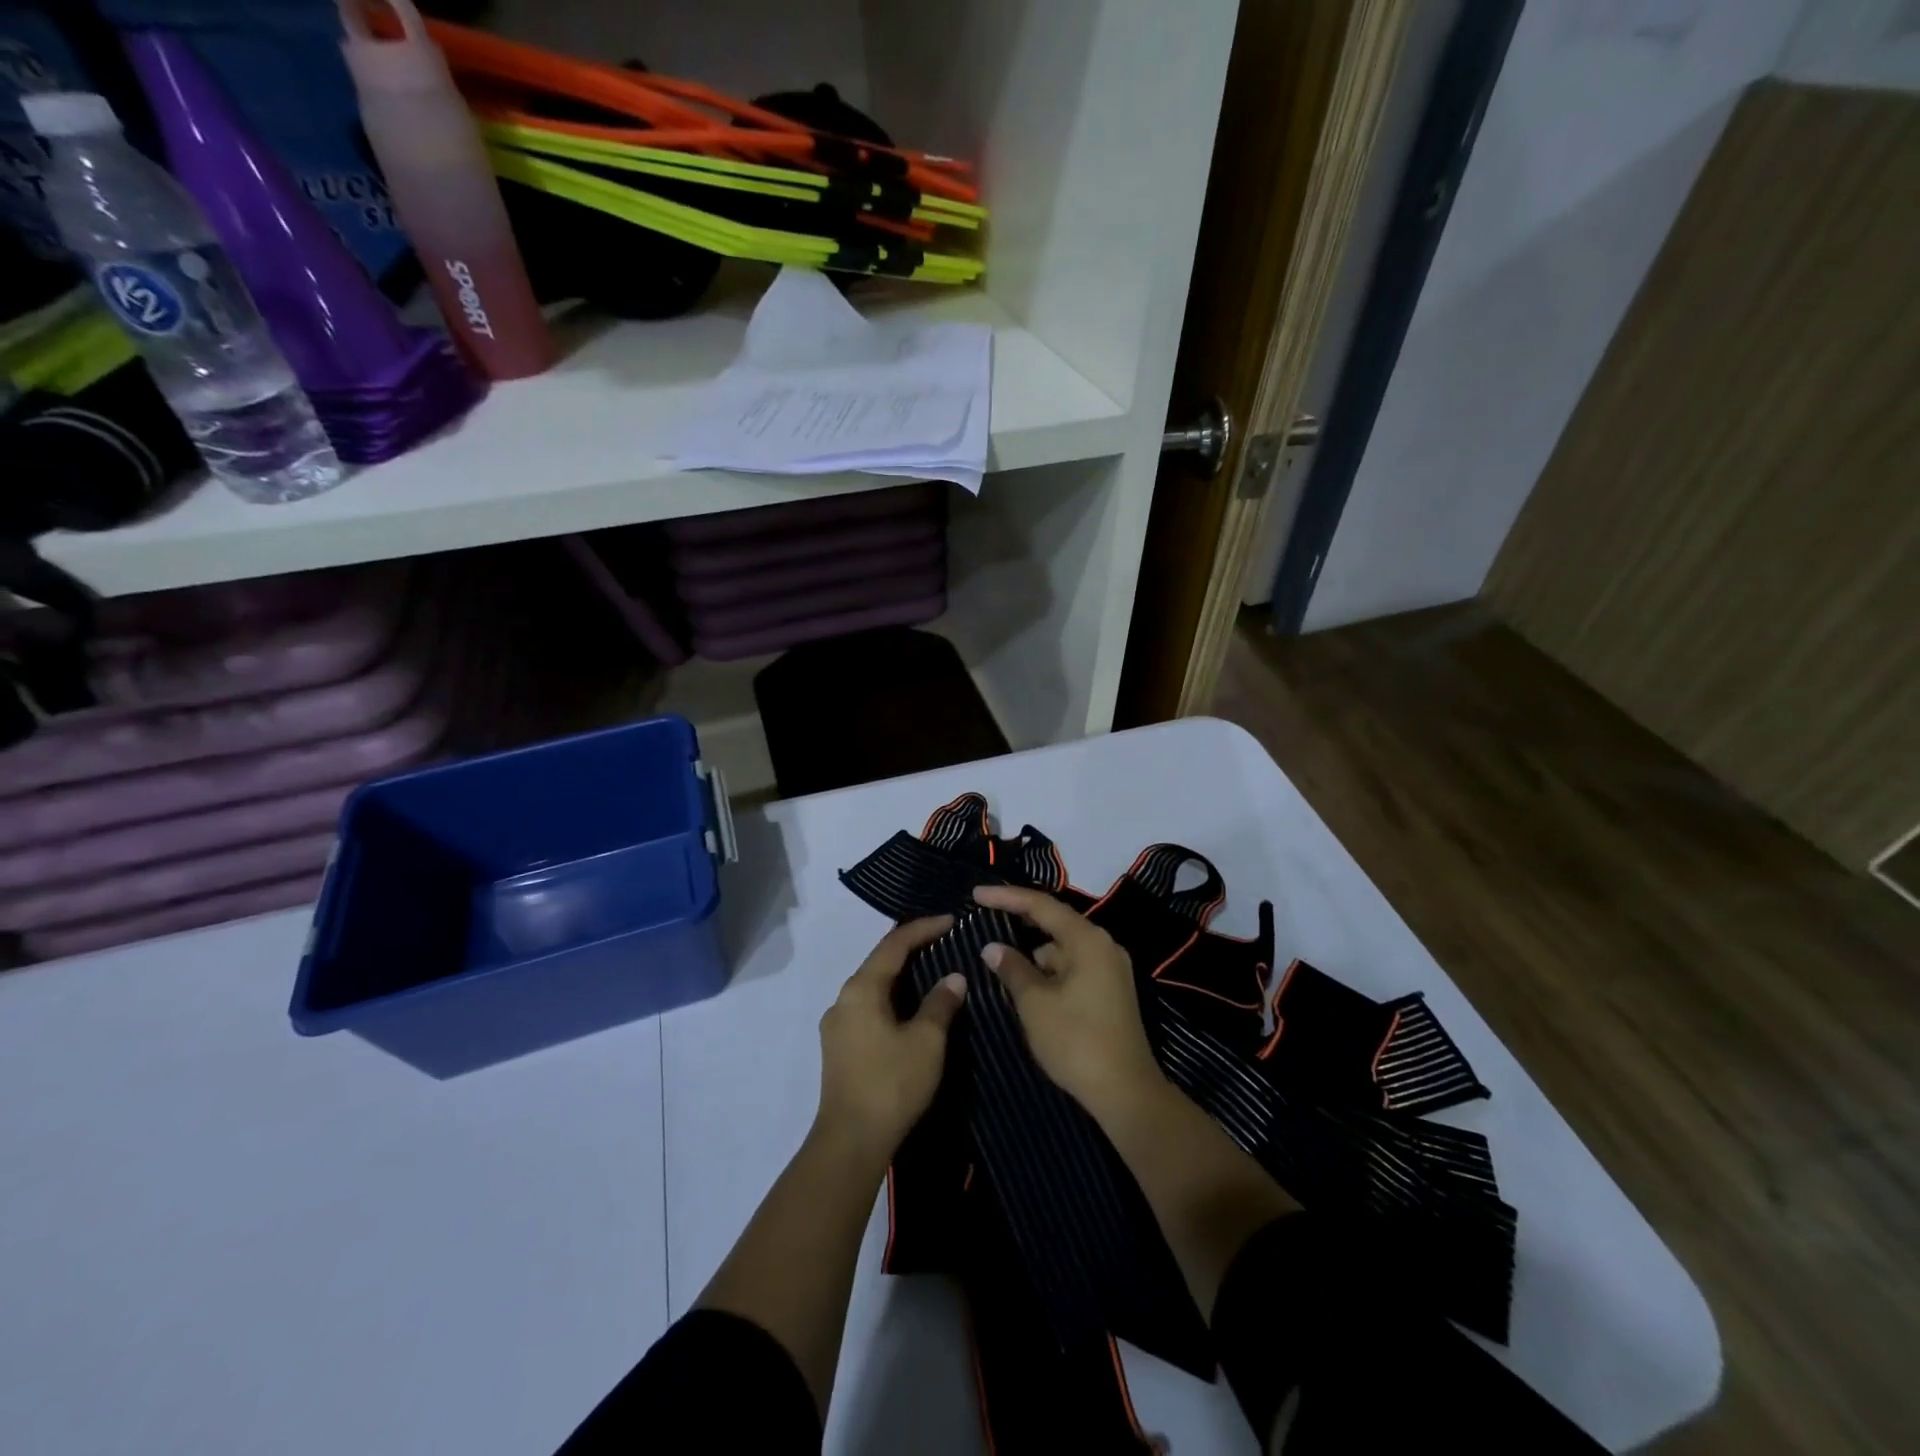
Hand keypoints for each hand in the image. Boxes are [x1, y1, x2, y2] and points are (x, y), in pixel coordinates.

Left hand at [816, 916, 966, 1161]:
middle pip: (880, 961)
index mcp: (862, 989)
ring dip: (901, 975)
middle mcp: (843, 999)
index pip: (894, 944)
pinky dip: (891, 997)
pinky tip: (909, 1008)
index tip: (951, 921)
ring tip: (931, 971)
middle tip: (943, 941)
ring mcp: (837, 1024)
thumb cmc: (891, 1084)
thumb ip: (940, 1004)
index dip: (923, 928)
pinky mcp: (838, 1047)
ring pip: (873, 986)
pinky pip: (868, 1006)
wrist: (850, 1142)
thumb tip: (953, 978)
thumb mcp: (927, 1042)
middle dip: (911, 948)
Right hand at [973, 884, 1164, 1116]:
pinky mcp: (1111, 990)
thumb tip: (993, 948)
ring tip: (1000, 965)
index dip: (1006, 897)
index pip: (1041, 905)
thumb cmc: (1075, 1041)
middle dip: (1019, 924)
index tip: (976, 894)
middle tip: (985, 920)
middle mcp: (1103, 945)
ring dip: (1034, 954)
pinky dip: (1050, 971)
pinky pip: (1073, 967)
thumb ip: (1012, 968)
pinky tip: (1027, 986)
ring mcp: (1110, 968)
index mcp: (1087, 940)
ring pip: (1062, 949)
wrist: (1125, 1092)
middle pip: (1054, 923)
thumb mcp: (1034, 1003)